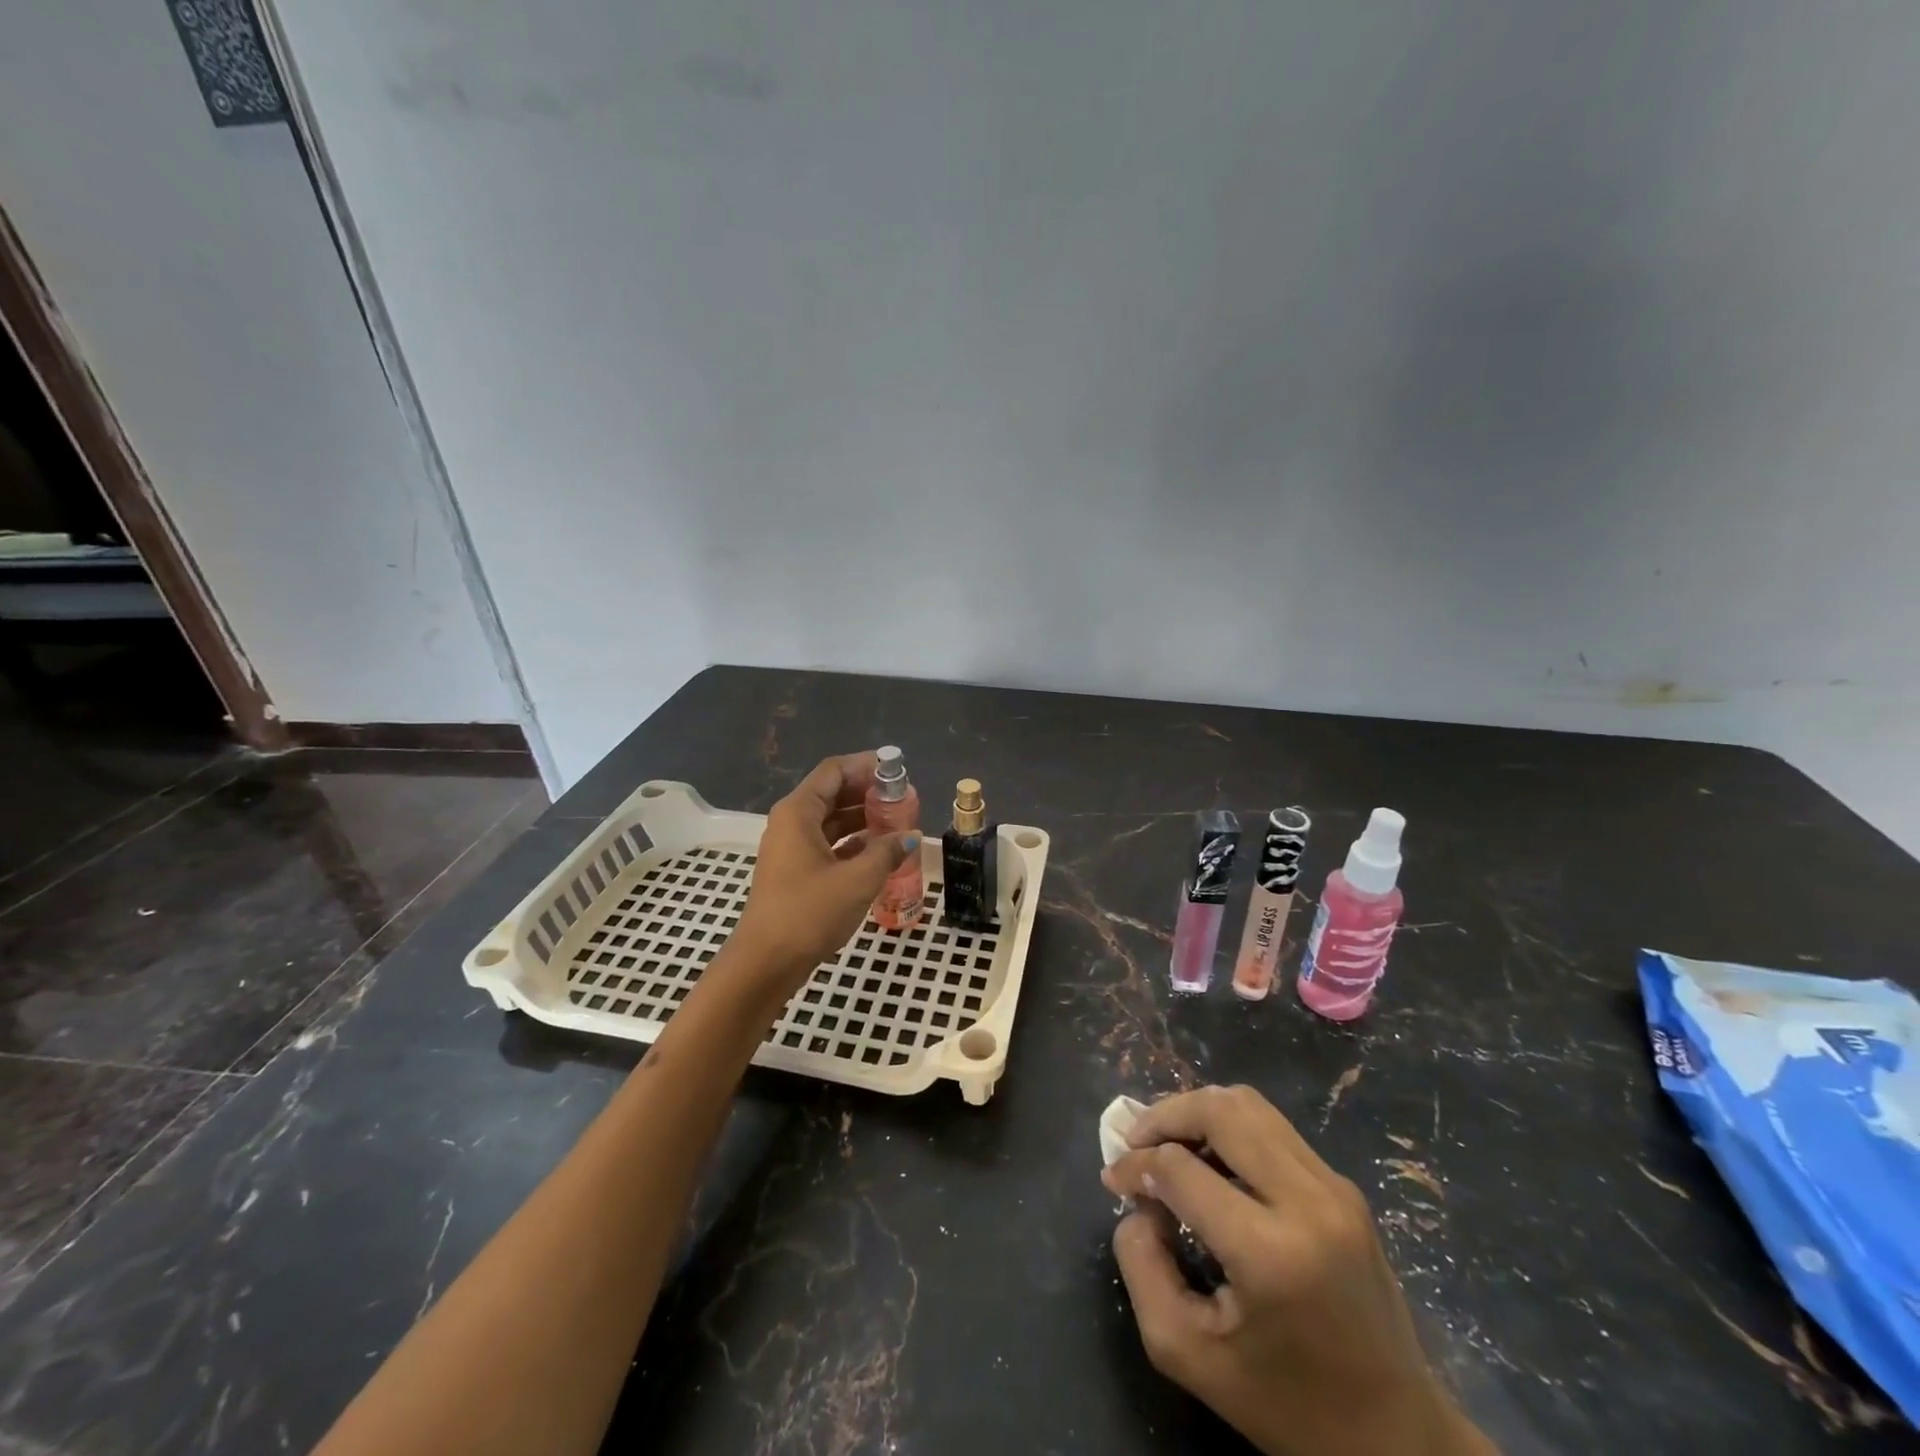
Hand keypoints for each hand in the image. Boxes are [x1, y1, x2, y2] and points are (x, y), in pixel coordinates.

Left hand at [730, 752, 918, 989]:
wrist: (765, 963)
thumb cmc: (809, 913)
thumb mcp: (857, 880)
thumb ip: (887, 852)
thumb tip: (909, 836)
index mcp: (798, 812)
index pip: (834, 771)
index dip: (866, 766)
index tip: (898, 772)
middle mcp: (791, 822)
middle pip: (833, 793)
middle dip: (868, 793)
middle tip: (904, 800)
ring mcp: (790, 848)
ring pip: (831, 820)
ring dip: (863, 819)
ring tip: (898, 824)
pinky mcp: (795, 871)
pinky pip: (828, 843)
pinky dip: (853, 843)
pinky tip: (880, 853)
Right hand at [1102, 1086, 1493, 1455]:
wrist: (1397, 1438)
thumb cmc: (1286, 1405)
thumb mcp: (1187, 1354)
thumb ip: (1142, 1267)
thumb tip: (1139, 1203)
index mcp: (1270, 1253)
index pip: (1180, 1169)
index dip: (1134, 1164)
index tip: (1114, 1179)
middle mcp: (1309, 1203)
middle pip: (1220, 1110)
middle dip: (1165, 1114)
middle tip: (1136, 1140)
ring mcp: (1335, 1188)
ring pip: (1249, 1105)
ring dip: (1198, 1112)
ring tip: (1170, 1143)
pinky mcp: (1345, 1188)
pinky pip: (1273, 1129)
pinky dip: (1229, 1128)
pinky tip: (1211, 1161)